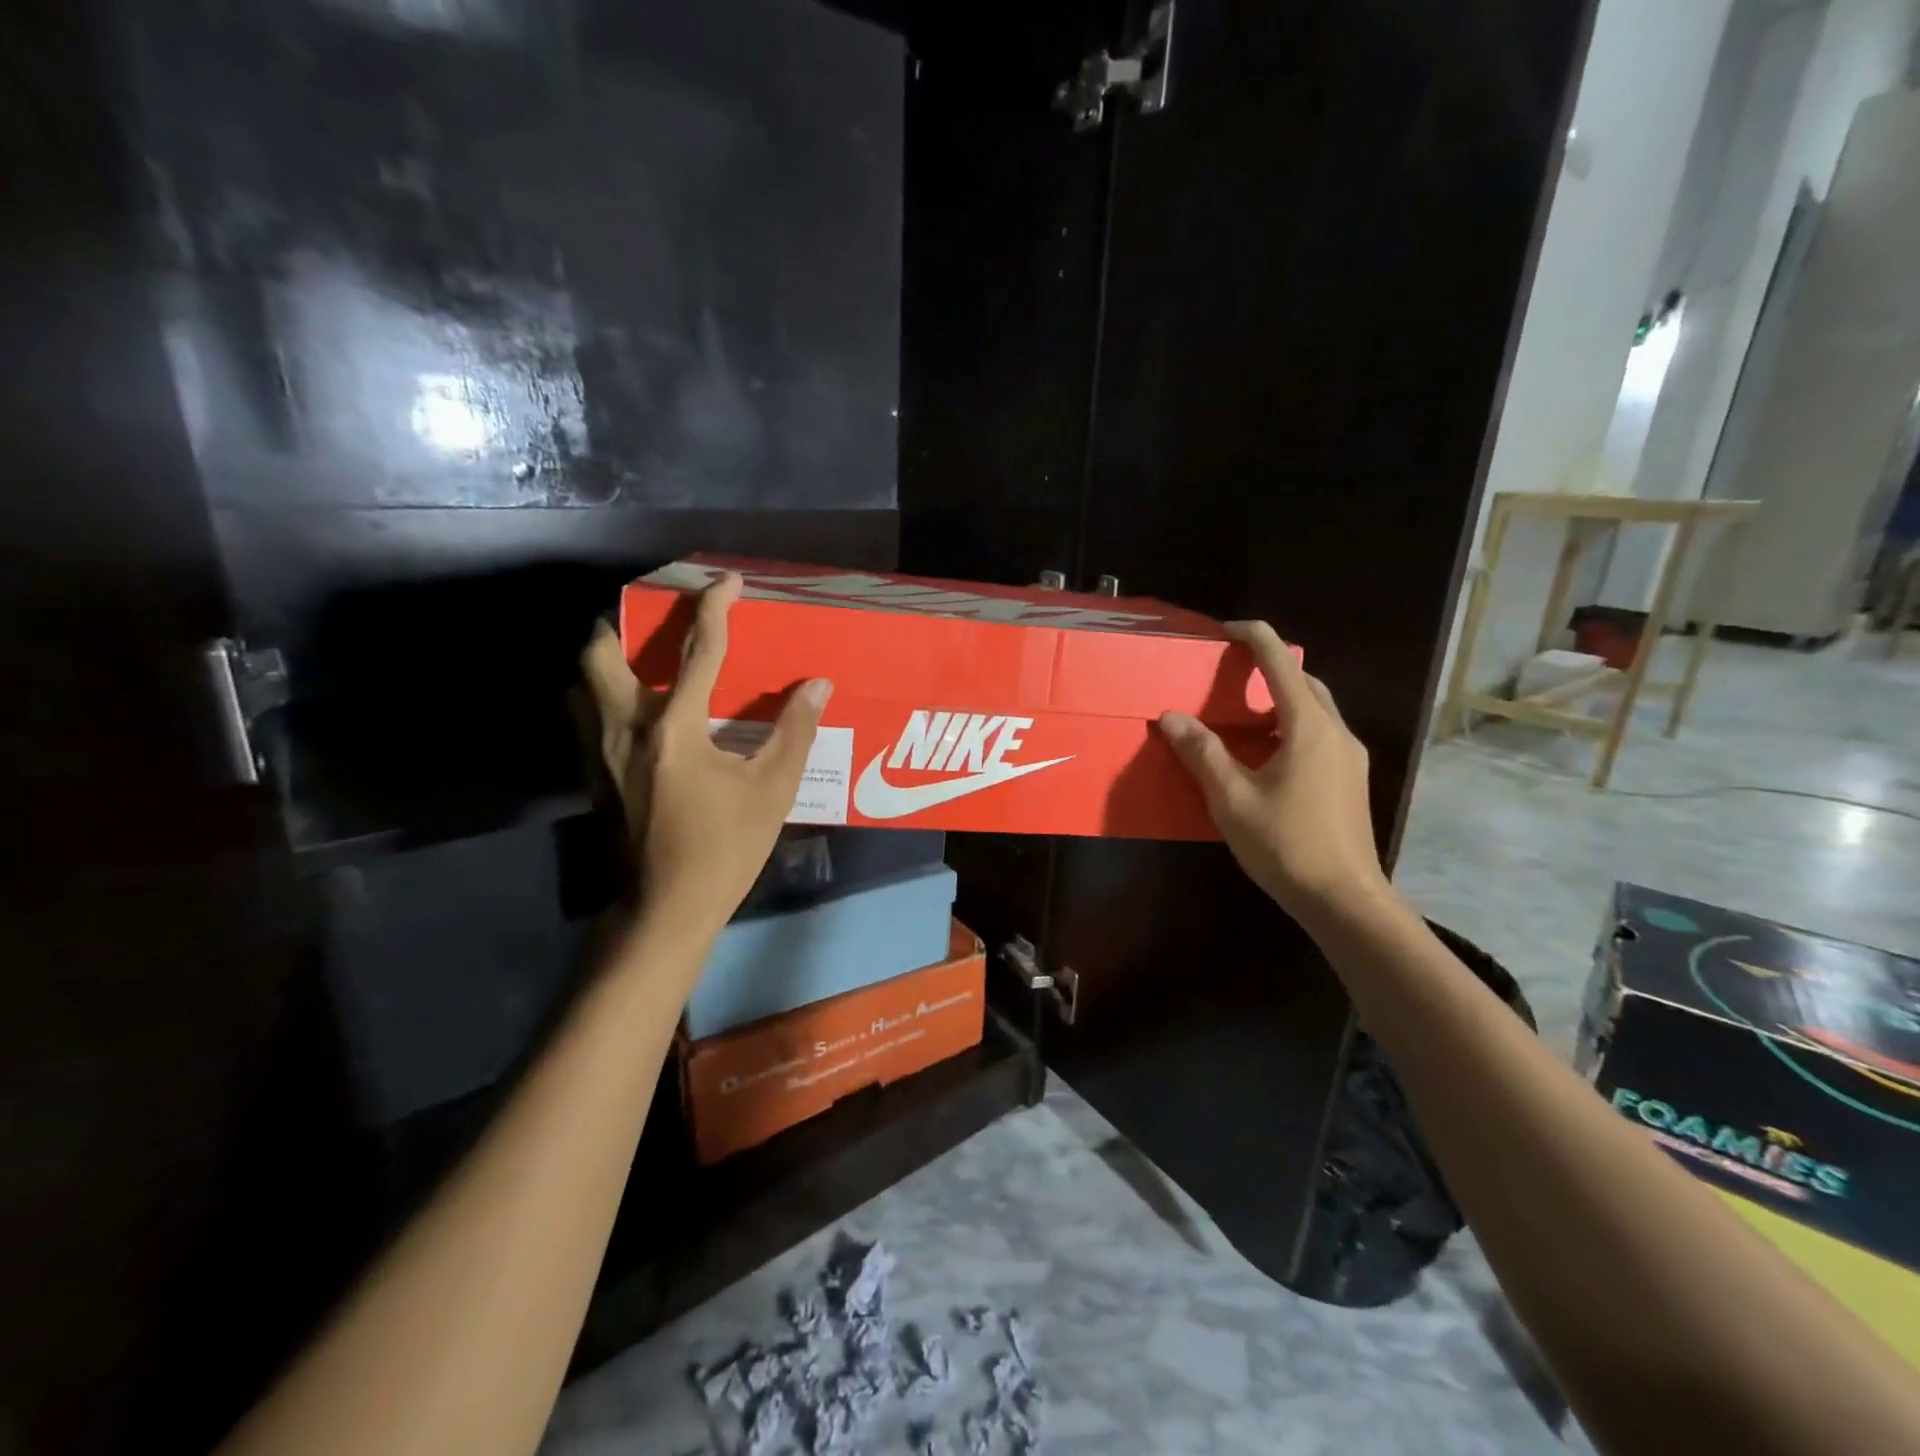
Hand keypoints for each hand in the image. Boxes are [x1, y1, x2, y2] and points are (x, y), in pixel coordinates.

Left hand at [581, 573, 831, 942]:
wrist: (666, 907)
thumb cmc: (725, 848)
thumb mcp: (772, 791)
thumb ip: (794, 732)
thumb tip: (818, 686)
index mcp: (676, 727)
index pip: (698, 650)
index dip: (716, 607)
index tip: (728, 580)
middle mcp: (628, 728)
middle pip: (601, 653)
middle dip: (622, 622)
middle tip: (654, 616)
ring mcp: (602, 753)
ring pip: (583, 684)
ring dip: (606, 658)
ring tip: (640, 657)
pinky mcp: (594, 775)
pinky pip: (584, 716)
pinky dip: (602, 695)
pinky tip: (633, 710)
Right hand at [1158, 621, 1387, 923]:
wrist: (1344, 899)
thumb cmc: (1285, 844)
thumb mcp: (1232, 799)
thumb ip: (1202, 753)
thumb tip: (1172, 717)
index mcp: (1307, 727)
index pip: (1280, 662)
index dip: (1254, 637)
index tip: (1225, 630)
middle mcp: (1335, 732)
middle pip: (1303, 682)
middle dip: (1268, 668)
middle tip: (1228, 675)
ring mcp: (1349, 757)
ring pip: (1314, 710)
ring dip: (1279, 700)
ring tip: (1240, 716)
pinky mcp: (1351, 779)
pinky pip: (1319, 735)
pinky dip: (1290, 727)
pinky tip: (1265, 756)